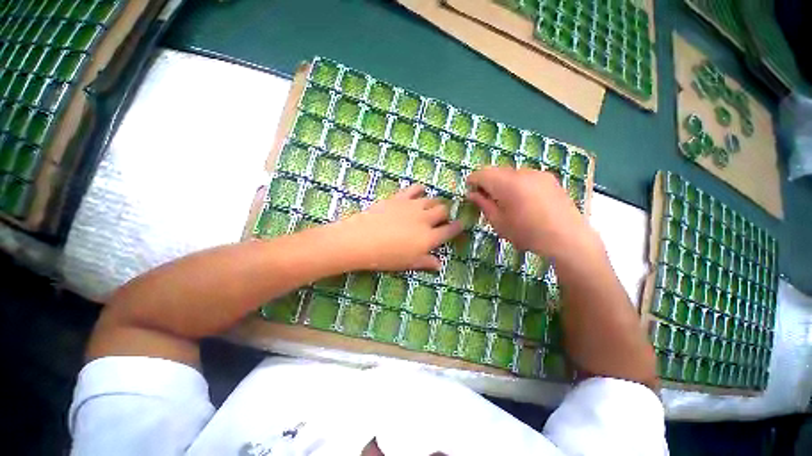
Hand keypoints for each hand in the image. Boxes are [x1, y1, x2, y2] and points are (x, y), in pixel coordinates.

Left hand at [332, 185, 462, 270]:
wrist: (362, 240)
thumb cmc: (386, 257)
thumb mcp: (408, 263)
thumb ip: (425, 262)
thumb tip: (439, 265)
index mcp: (429, 238)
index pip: (450, 230)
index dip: (457, 227)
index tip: (459, 225)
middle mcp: (425, 219)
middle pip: (443, 210)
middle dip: (445, 213)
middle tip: (441, 217)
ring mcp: (413, 206)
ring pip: (432, 199)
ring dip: (435, 202)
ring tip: (430, 207)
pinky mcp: (400, 197)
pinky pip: (415, 188)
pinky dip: (420, 189)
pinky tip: (419, 192)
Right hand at [466, 168, 599, 259]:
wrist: (567, 239)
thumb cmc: (527, 233)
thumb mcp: (499, 222)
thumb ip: (483, 204)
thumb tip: (472, 194)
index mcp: (507, 184)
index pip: (482, 173)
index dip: (473, 180)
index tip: (469, 190)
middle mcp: (522, 172)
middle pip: (496, 171)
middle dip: (487, 181)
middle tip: (484, 197)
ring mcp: (538, 174)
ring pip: (511, 173)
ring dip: (502, 182)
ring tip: (504, 200)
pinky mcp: (549, 179)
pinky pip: (525, 176)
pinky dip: (517, 183)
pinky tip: (522, 199)